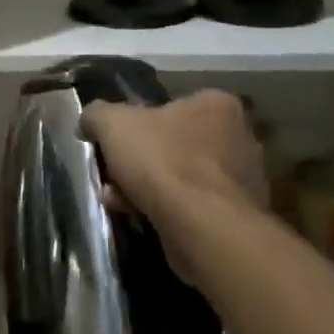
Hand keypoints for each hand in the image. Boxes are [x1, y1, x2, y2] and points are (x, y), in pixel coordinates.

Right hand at [81, 89, 266, 263]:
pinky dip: (165, 209)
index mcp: (218, 106)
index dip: (136, 125)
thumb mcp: (112, 123)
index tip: (115, 145)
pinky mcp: (238, 216)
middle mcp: (239, 137)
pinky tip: (138, 216)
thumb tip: (90, 123)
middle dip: (139, 161)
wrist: (202, 227)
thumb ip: (97, 114)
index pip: (170, 106)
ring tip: (118, 200)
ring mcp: (244, 180)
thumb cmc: (162, 161)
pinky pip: (192, 206)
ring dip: (147, 187)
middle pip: (173, 144)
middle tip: (113, 175)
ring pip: (180, 177)